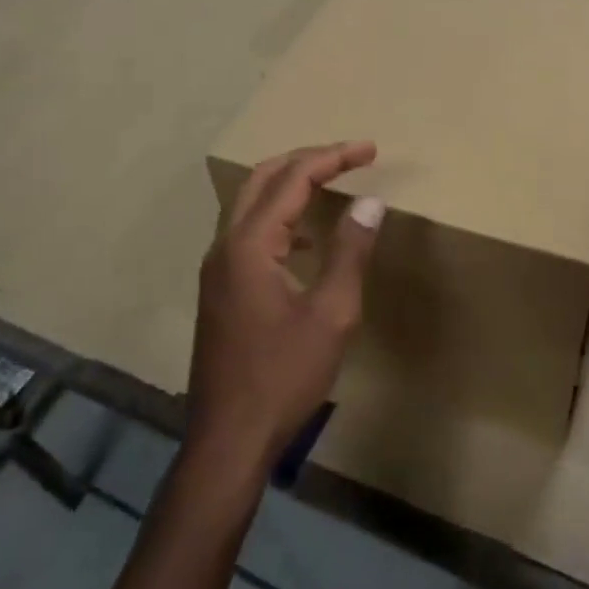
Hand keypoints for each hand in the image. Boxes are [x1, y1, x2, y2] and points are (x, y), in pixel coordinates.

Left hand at [188, 142, 384, 478]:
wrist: (229, 438)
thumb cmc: (284, 376)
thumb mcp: (331, 314)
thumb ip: (349, 252)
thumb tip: (369, 202)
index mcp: (250, 245)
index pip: (293, 179)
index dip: (334, 158)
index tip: (371, 150)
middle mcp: (225, 246)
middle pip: (263, 179)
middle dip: (308, 160)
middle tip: (350, 157)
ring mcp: (217, 269)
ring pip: (251, 204)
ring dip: (291, 184)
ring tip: (332, 182)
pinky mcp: (220, 289)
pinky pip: (249, 232)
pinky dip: (281, 217)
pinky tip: (308, 239)